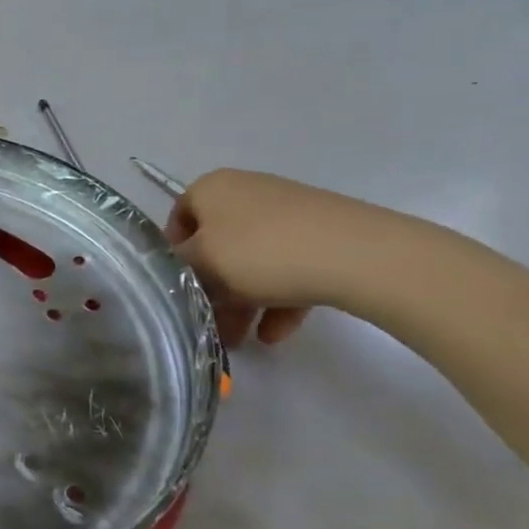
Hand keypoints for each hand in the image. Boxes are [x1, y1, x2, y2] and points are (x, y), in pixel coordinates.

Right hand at [165, 170, 380, 347]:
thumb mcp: (202, 262)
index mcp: (212, 188)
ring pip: (252, 260)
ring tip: (242, 340)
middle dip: (212, 288)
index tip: (177, 287)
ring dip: (243, 300)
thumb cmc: (261, 252)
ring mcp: (287, 212)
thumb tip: (171, 267)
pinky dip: (278, 298)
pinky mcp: (322, 233)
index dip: (173, 255)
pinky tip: (276, 333)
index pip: (178, 218)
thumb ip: (177, 266)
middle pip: (217, 245)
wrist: (357, 254)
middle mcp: (246, 192)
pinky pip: (287, 266)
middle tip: (209, 322)